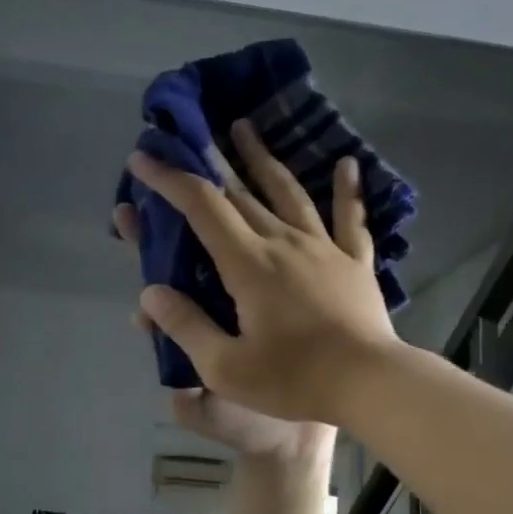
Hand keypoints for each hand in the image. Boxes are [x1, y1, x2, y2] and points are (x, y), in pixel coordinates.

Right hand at [124, 119, 399, 425]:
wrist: (368, 384)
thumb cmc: (292, 379)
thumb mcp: (225, 366)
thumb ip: (186, 326)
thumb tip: (149, 293)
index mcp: (248, 265)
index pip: (202, 208)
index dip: (170, 180)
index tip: (144, 159)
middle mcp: (284, 243)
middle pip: (241, 192)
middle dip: (209, 161)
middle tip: (189, 136)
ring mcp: (324, 249)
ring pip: (289, 193)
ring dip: (263, 159)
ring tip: (245, 129)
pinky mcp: (354, 264)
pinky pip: (350, 219)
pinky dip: (347, 191)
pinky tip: (346, 165)